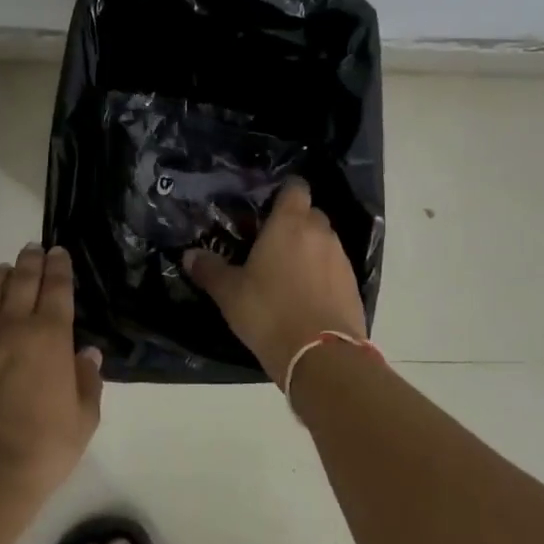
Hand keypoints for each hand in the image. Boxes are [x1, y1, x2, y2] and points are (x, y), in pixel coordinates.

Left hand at [0, 244, 103, 506]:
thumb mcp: (83, 420)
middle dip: (30, 261)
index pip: (56, 288)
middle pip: (20, 280)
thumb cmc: (40, 451)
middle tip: (33, 250)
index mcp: (49, 336)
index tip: (59, 253)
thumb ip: (87, 381)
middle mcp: (10, 326)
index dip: (59, 267)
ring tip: (4, 271)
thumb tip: (87, 353)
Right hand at [186, 178, 366, 385]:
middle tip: (270, 243)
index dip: (283, 192)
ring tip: (286, 273)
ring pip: (324, 241)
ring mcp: (341, 259)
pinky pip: (334, 268)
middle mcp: (320, 232)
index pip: (295, 187)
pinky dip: (322, 274)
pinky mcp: (353, 285)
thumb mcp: (230, 293)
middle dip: (294, 222)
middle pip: (310, 213)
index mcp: (289, 223)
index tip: (267, 206)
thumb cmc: (269, 312)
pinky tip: (305, 296)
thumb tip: (189, 255)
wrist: (321, 356)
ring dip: (309, 249)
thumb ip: (210, 269)